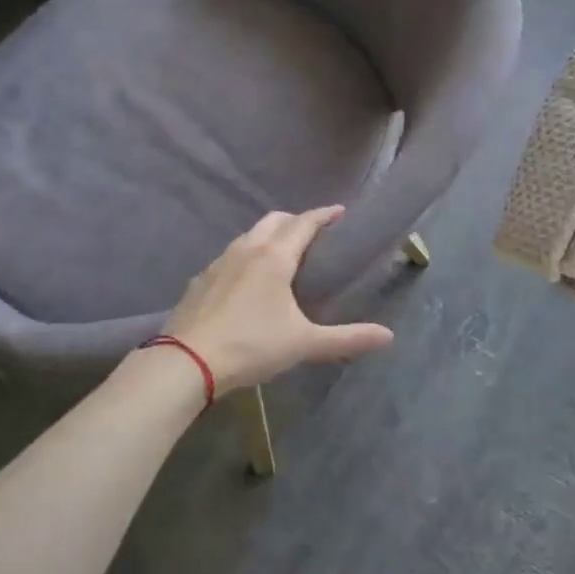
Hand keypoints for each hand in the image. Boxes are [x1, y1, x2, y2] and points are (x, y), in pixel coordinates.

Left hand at [164, 207, 395, 391]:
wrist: (186, 362)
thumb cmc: (251, 346)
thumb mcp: (304, 344)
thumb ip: (347, 339)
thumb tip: (388, 337)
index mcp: (274, 257)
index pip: (304, 223)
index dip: (324, 215)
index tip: (340, 211)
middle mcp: (246, 249)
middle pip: (274, 220)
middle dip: (295, 221)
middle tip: (313, 234)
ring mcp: (219, 262)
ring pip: (249, 235)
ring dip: (268, 236)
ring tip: (282, 255)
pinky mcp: (200, 279)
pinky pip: (229, 255)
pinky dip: (246, 256)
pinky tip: (247, 281)